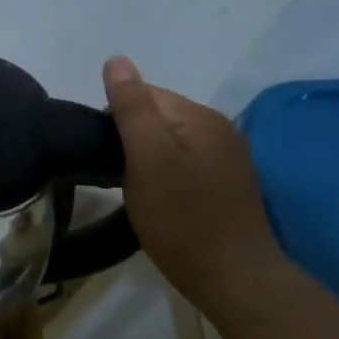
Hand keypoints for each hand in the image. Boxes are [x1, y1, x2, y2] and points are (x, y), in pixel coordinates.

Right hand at [102, 56, 279, 294]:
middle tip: (119, 177)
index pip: (147, 94)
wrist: (233, 278)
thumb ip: (132, 108)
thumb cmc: (182, 219)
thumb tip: (116, 59)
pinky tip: (162, 201)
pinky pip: (188, 164)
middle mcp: (221, 128)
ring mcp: (230, 158)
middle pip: (162, 117)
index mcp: (201, 116)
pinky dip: (168, 176)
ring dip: (150, 159)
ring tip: (137, 191)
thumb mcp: (148, 160)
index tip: (105, 155)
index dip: (117, 120)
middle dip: (134, 139)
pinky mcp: (230, 185)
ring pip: (173, 143)